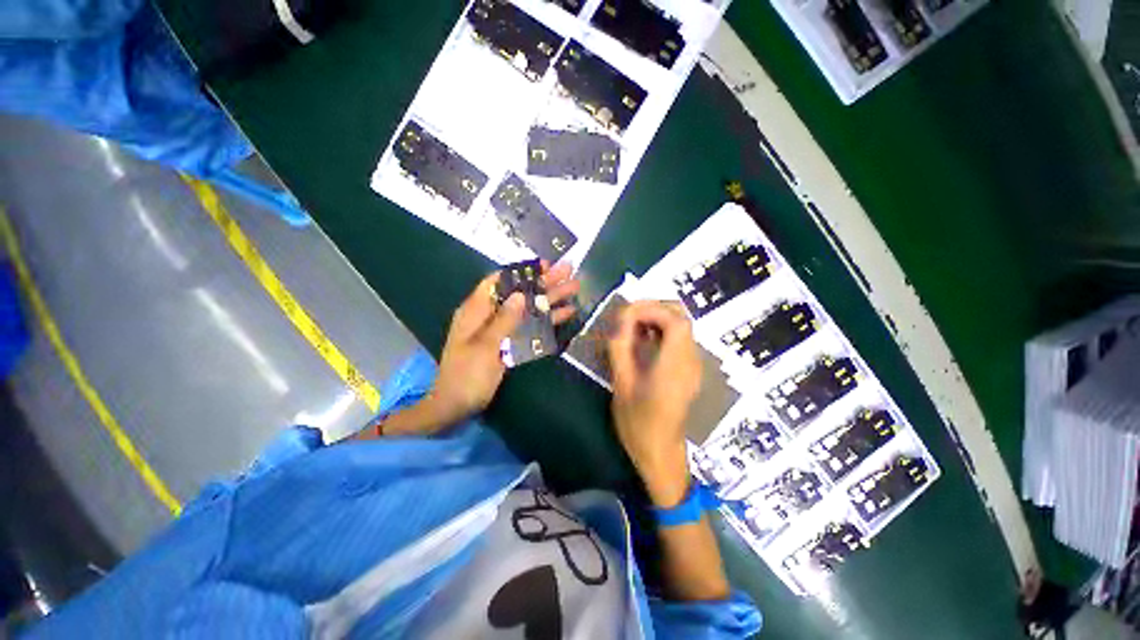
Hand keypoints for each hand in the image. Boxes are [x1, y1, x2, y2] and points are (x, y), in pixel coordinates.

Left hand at [426, 262, 580, 426]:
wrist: (457, 406)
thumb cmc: (466, 376)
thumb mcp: (485, 347)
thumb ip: (505, 320)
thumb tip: (521, 294)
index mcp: (476, 311)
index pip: (499, 281)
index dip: (522, 271)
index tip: (544, 265)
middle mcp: (491, 315)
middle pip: (520, 293)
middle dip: (544, 283)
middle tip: (568, 272)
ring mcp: (504, 330)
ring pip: (529, 309)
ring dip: (551, 300)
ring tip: (574, 288)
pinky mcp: (511, 343)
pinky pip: (531, 327)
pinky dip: (548, 321)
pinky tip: (566, 313)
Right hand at [608, 301, 700, 506]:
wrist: (660, 452)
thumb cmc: (637, 422)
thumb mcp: (621, 383)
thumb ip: (620, 347)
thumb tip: (620, 320)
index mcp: (675, 365)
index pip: (676, 321)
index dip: (652, 309)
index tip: (627, 314)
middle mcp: (691, 361)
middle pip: (682, 318)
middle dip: (654, 309)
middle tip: (628, 317)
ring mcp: (693, 365)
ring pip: (681, 327)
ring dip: (657, 319)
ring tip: (632, 327)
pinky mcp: (690, 370)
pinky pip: (679, 339)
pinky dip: (661, 331)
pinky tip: (643, 341)